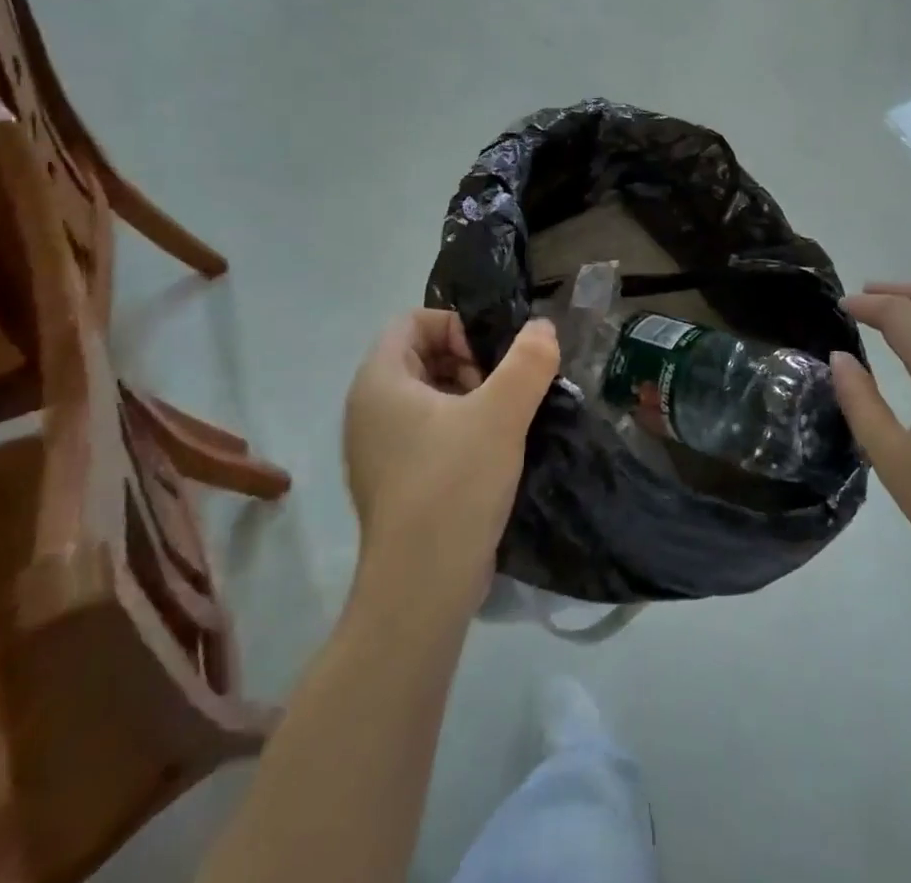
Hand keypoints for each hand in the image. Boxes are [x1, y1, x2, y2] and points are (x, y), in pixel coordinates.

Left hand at [342, 311, 559, 617]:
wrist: (421, 588)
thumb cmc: (454, 484)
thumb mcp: (501, 414)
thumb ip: (527, 362)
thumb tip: (542, 327)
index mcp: (379, 381)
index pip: (412, 322)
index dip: (455, 326)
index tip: (490, 358)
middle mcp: (368, 409)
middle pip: (421, 356)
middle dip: (468, 362)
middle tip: (502, 391)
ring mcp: (378, 449)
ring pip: (428, 397)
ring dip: (469, 397)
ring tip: (504, 422)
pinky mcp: (394, 482)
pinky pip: (427, 433)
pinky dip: (459, 429)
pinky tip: (493, 453)